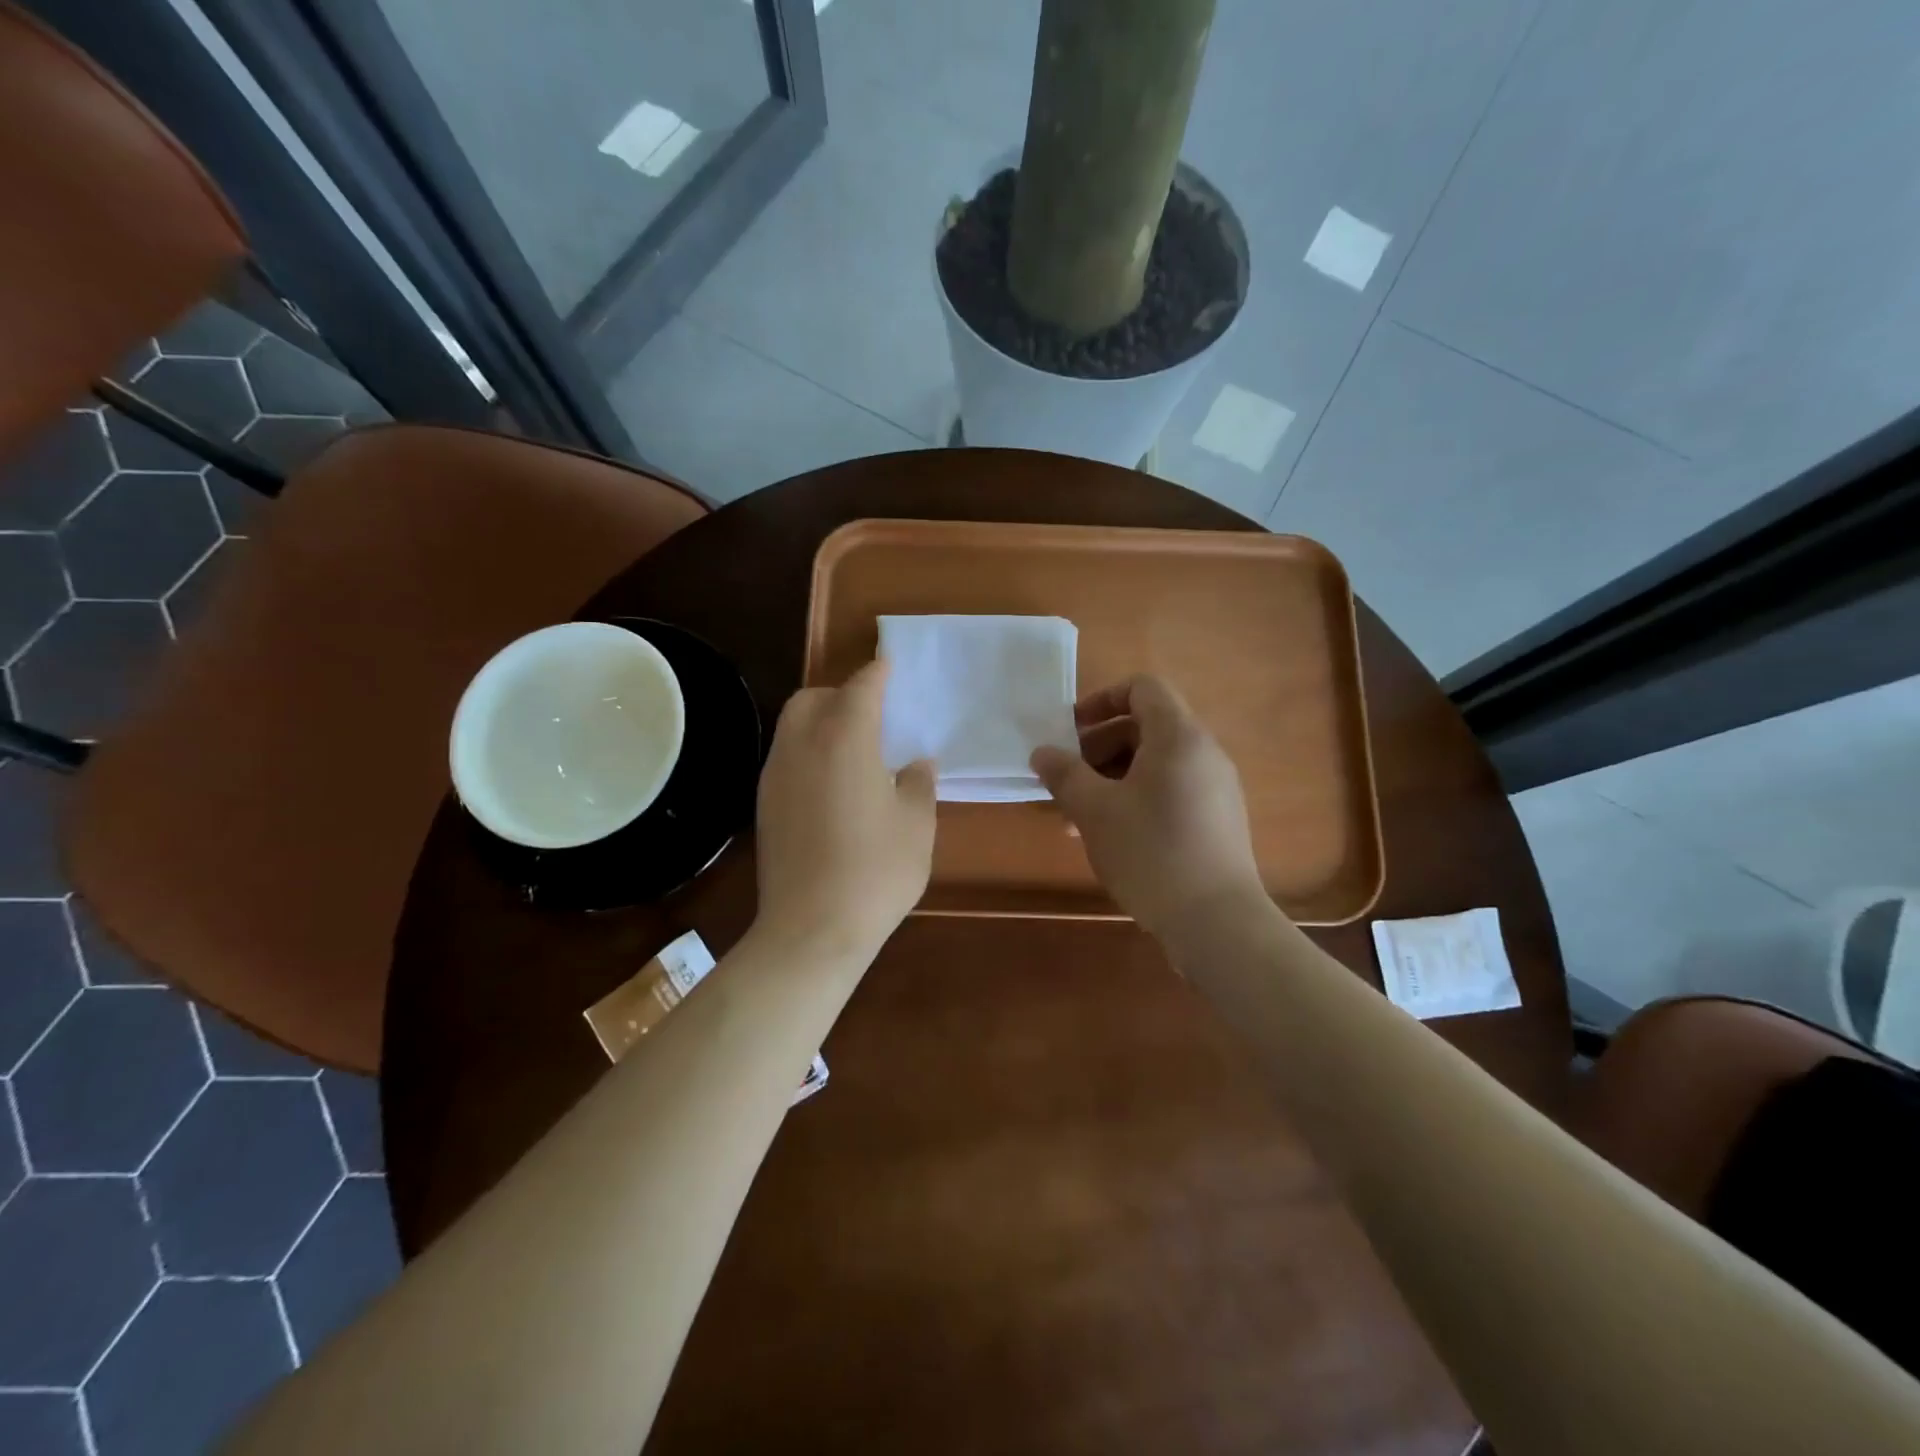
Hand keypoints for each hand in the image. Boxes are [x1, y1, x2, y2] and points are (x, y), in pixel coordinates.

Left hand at [755, 658, 935, 956]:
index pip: (860, 688)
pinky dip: (807, 752)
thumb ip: (918, 784)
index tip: (889, 667)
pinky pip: (786, 757)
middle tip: (871, 713)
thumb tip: (916, 764)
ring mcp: (776, 775)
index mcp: (845, 739)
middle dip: (840, 693)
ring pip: (792, 726)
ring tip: (853, 748)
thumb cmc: (876, 871)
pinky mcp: (764, 805)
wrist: (811, 929)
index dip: (877, 674)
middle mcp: (802, 745)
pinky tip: (831, 784)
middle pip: (813, 698)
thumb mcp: (916, 825)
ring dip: (820, 722)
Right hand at [1031, 675, 1266, 940]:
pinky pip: (1171, 790)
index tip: (1070, 731)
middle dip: (1099, 747)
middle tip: (1068, 779)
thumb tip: (1042, 753)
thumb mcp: (1095, 811)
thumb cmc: (1151, 852)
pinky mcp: (1218, 819)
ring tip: (1079, 816)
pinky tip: (1110, 836)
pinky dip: (1137, 798)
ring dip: (1113, 778)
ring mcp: (1216, 787)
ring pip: (1155, 764)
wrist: (1216, 922)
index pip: (1142, 688)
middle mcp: (1204, 753)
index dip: (1102, 700)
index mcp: (1178, 737)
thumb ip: (1064, 774)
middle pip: (1146, 726)